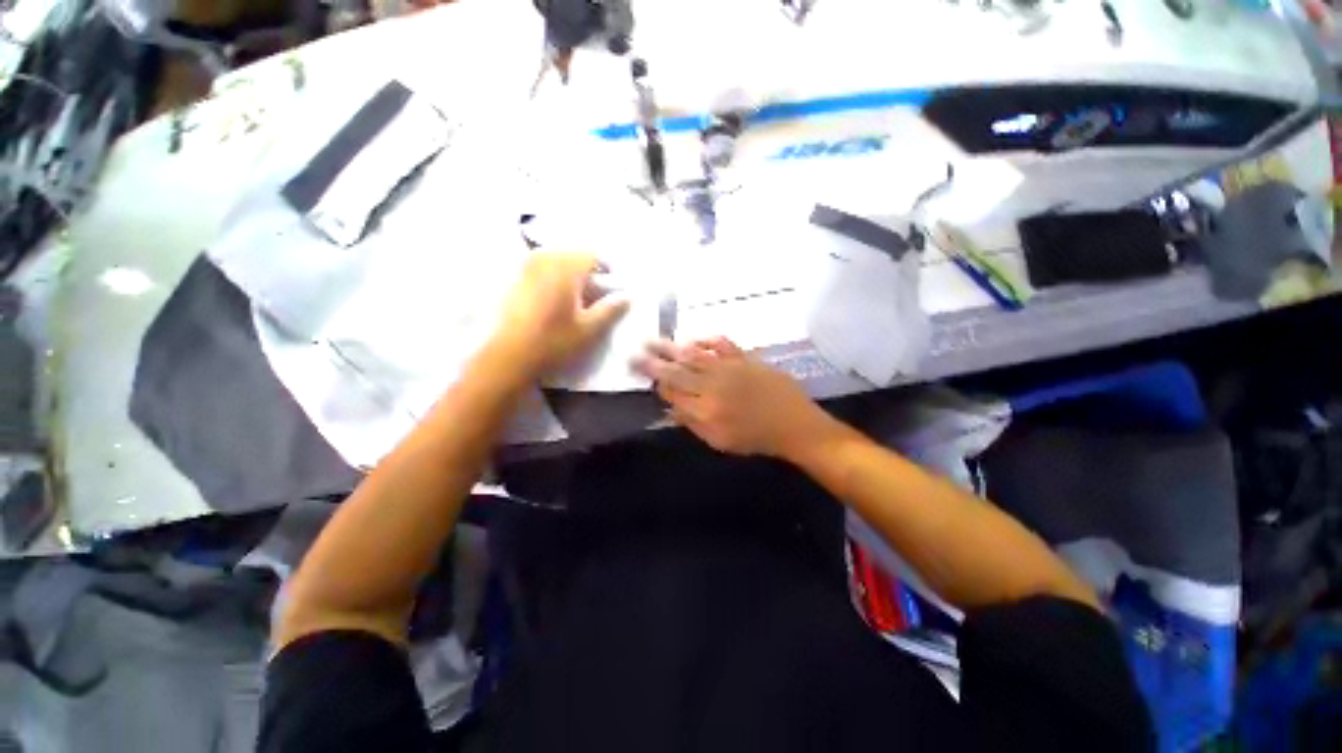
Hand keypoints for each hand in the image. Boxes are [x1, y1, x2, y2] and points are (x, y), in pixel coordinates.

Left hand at [496, 252, 628, 375]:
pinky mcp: (513, 280)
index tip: (613, 284)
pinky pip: (540, 268)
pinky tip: (555, 300)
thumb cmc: (553, 342)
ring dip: (569, 272)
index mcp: (565, 268)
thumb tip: (627, 297)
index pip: (592, 255)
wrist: (507, 357)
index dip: (607, 268)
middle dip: (588, 269)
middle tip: (596, 291)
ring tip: (576, 296)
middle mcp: (543, 260)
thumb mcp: (589, 330)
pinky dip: (552, 277)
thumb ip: (610, 310)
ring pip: (555, 259)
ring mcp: (525, 268)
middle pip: (573, 254)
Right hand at [632, 337, 831, 458]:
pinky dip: (707, 339)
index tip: (640, 371)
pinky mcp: (744, 358)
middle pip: (677, 370)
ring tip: (654, 340)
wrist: (793, 424)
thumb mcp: (719, 441)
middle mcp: (712, 384)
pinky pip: (722, 343)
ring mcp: (729, 368)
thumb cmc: (755, 438)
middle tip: (635, 350)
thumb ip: (692, 423)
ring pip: (694, 354)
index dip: (655, 381)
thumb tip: (669, 408)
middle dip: (654, 360)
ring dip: (672, 346)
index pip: (672, 391)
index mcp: (704, 408)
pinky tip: (694, 337)